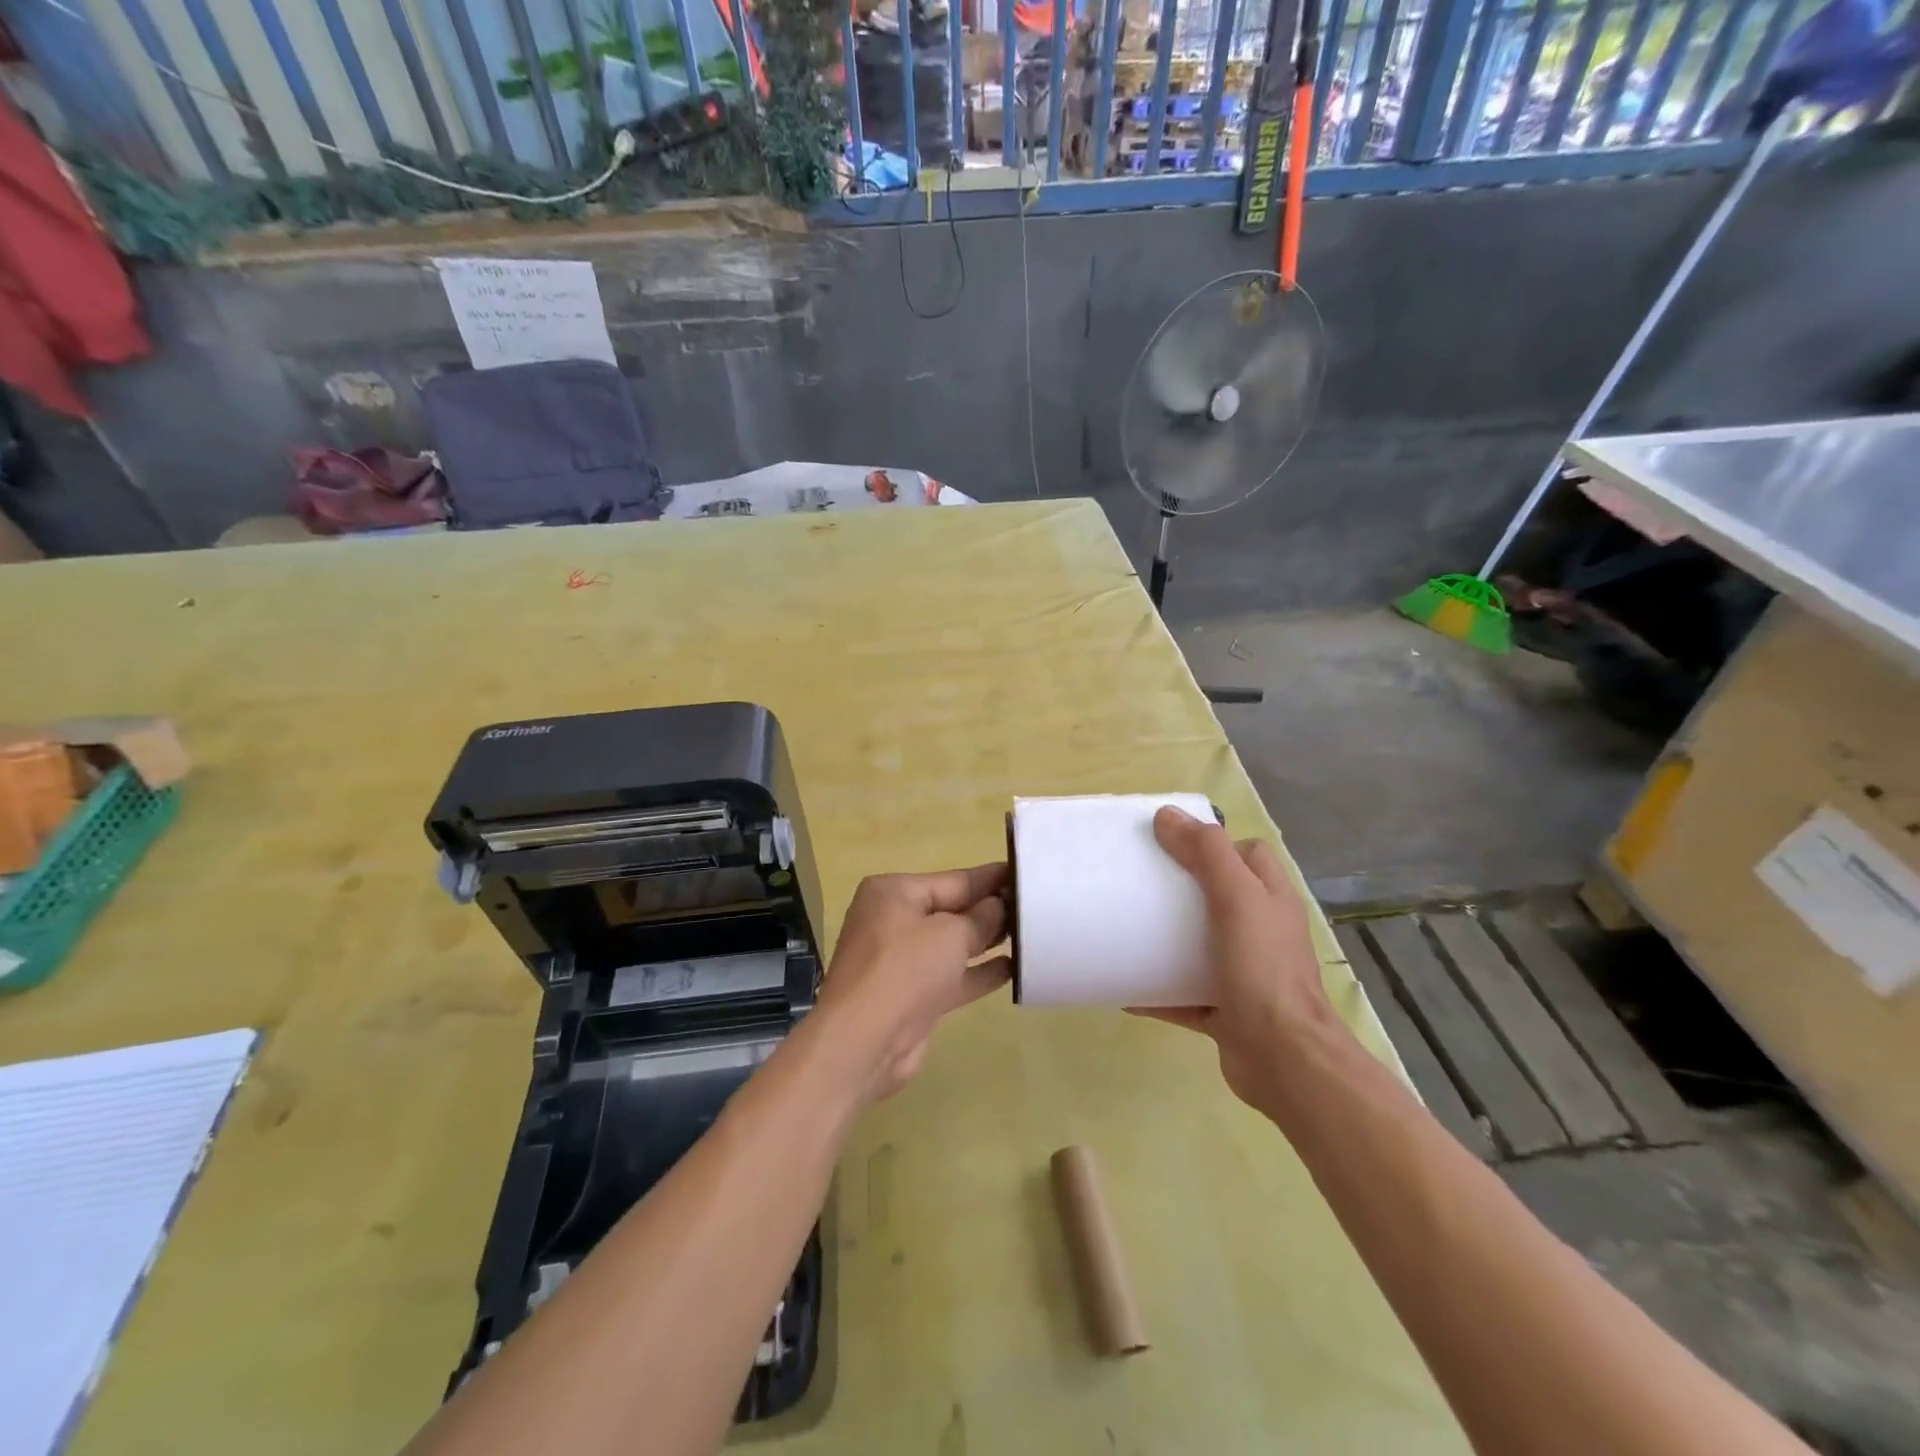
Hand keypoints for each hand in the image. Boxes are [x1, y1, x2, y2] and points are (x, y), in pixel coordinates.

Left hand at [814, 863, 1011, 1103]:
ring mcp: (903, 961)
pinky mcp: (914, 996)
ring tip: (1032, 934)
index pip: (953, 879)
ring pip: (954, 944)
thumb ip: (980, 918)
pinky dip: (980, 973)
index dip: (991, 879)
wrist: (864, 1042)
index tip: (1026, 873)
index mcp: (894, 893)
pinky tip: (1015, 969)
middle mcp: (895, 921)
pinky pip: (954, 976)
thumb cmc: (905, 969)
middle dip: (991, 909)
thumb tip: (998, 907)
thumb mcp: (950, 933)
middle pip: (953, 910)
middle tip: (1037, 906)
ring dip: (989, 941)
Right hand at [1132, 807, 1344, 1107]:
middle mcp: (1262, 933)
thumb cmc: (1263, 969)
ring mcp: (1245, 974)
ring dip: (1167, 940)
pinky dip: (1157, 990)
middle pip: (1220, 897)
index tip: (1171, 844)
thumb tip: (1168, 815)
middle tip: (1140, 883)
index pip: (1249, 855)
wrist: (1283, 1058)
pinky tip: (1124, 987)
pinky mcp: (1225, 1011)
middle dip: (1182, 889)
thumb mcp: (1237, 898)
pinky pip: (1183, 994)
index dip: (1215, 844)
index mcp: (1271, 900)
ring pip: (1201, 946)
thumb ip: (1207, 854)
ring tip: (1127, 929)